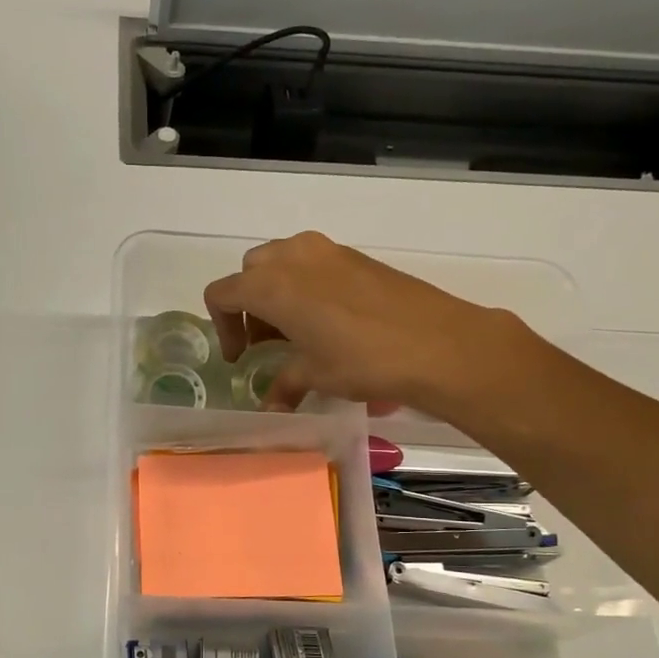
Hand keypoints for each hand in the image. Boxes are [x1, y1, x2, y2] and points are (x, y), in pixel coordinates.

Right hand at [202, 232, 535, 415]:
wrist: (436, 343)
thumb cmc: (362, 359)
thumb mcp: (315, 375)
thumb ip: (284, 384)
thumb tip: (271, 407)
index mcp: (271, 285)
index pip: (222, 294)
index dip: (222, 327)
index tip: (240, 357)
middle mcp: (292, 257)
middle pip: (249, 272)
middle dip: (248, 305)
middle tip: (264, 342)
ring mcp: (326, 251)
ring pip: (280, 261)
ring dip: (275, 291)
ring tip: (293, 330)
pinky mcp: (353, 255)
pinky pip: (311, 262)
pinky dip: (304, 285)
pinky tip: (326, 320)